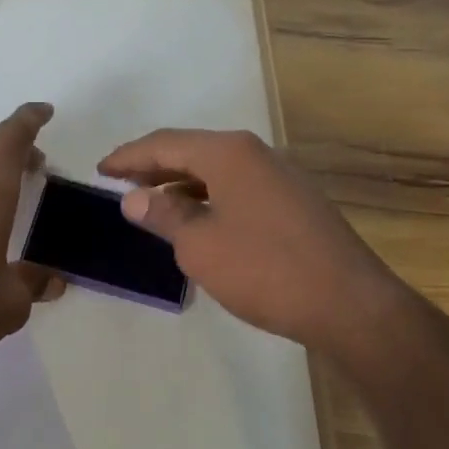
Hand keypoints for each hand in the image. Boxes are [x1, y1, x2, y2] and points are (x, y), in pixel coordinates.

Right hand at [98, 128, 430, 352]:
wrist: (348, 304)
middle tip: (120, 183)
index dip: (128, 157)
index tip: (100, 170)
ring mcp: (280, 178)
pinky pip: (237, 189)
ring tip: (152, 203)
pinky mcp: (294, 204)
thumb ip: (164, 215)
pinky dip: (208, 198)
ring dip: (181, 184)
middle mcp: (256, 155)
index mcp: (229, 153)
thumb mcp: (199, 244)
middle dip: (154, 166)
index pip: (165, 143)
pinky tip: (197, 222)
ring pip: (216, 171)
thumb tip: (134, 197)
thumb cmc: (264, 269)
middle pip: (192, 151)